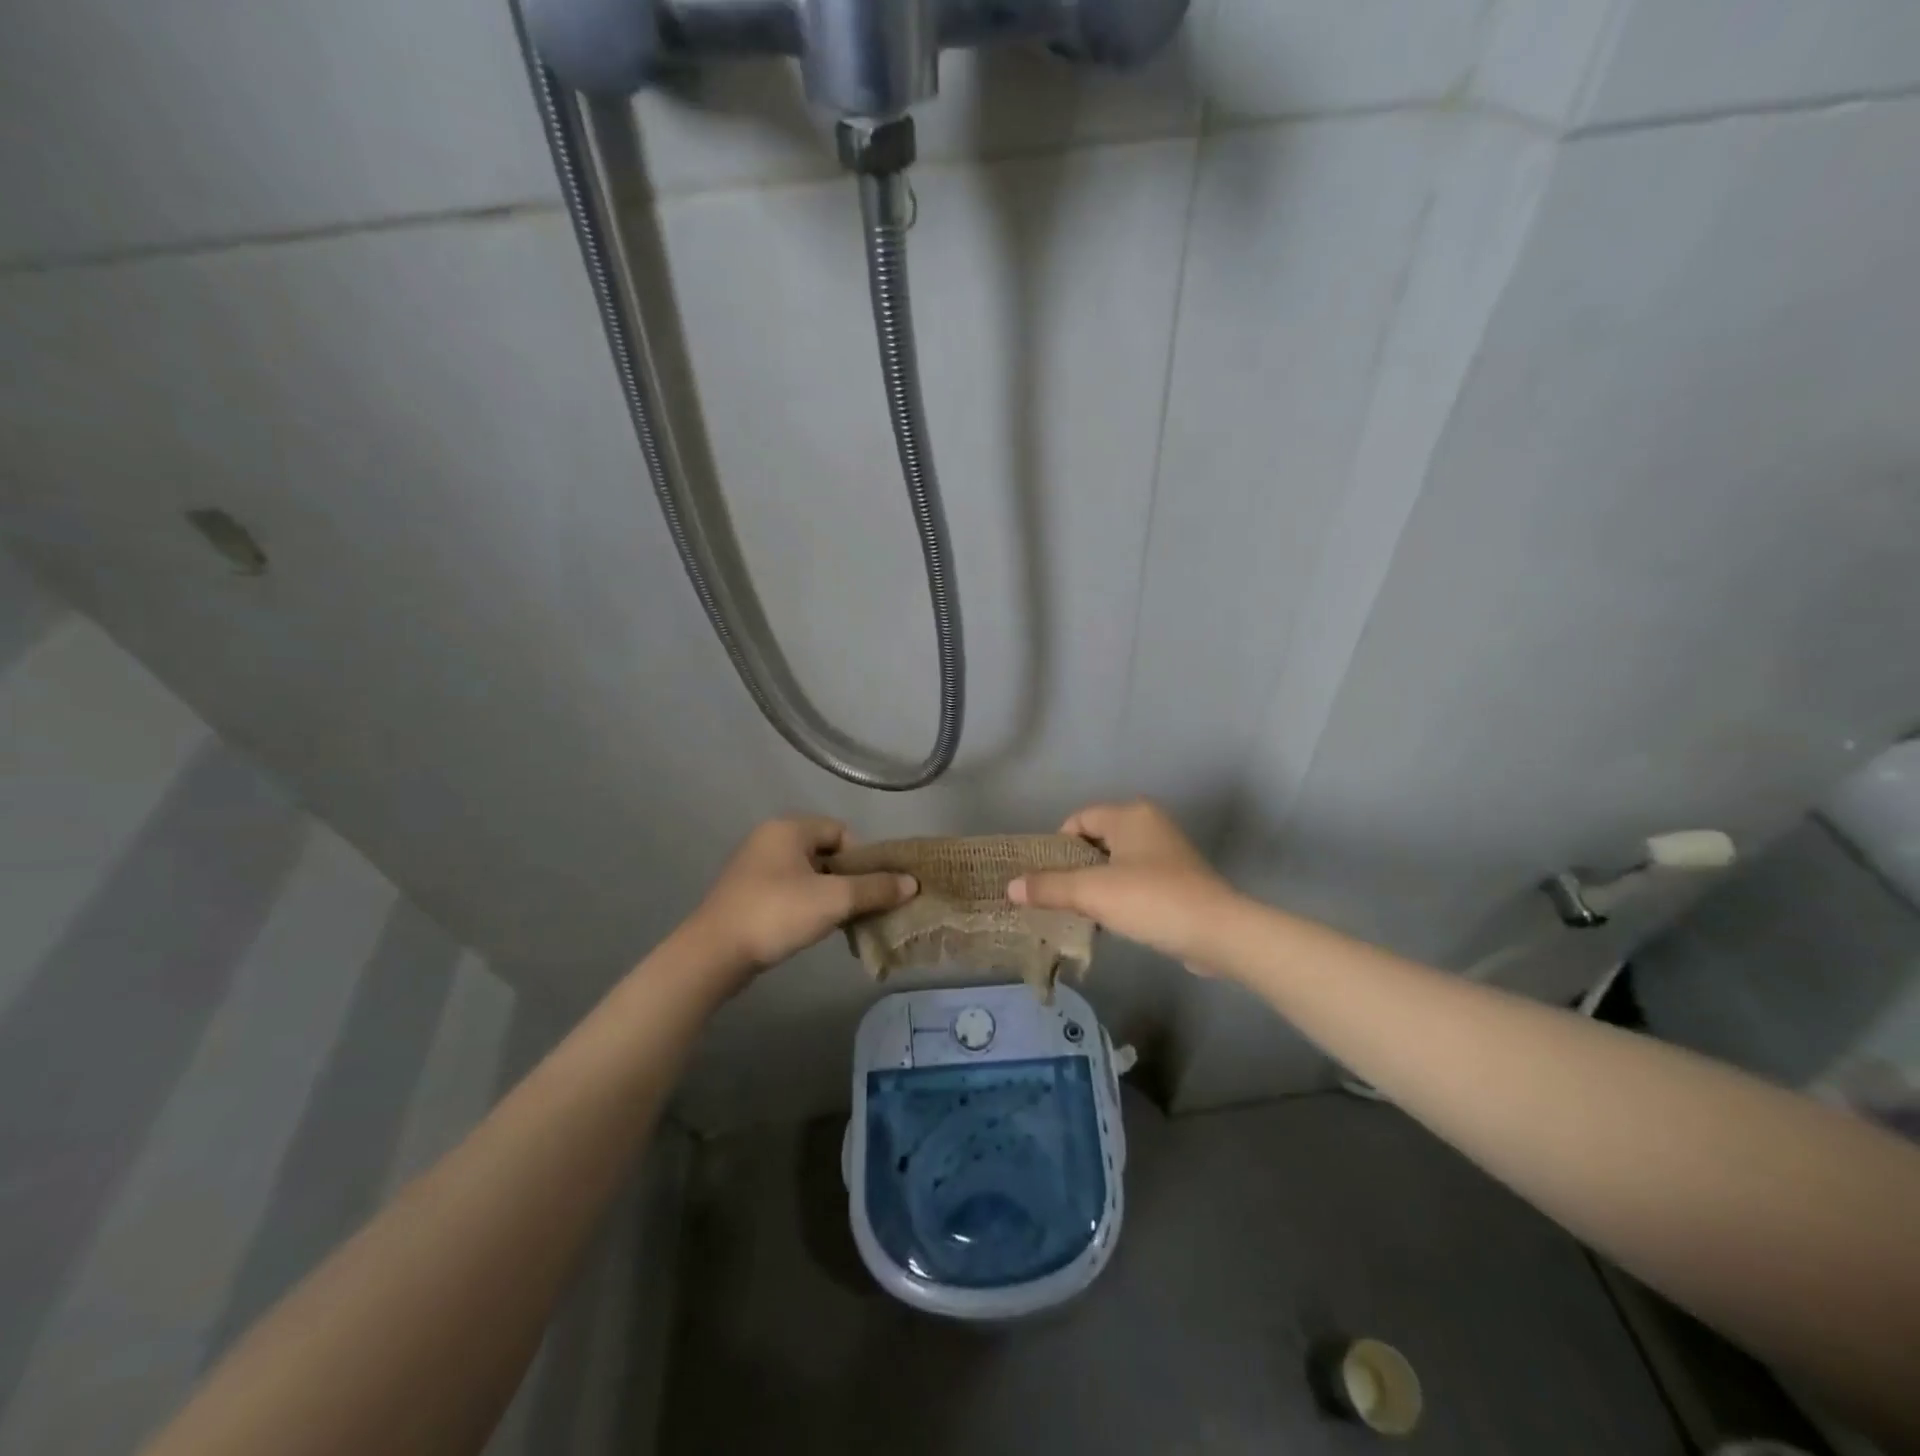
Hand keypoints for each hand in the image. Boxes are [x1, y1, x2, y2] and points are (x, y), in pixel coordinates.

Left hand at [687, 818, 916, 980]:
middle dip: (849, 879)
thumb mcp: (834, 900)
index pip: (841, 831)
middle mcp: (769, 839)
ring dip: (829, 895)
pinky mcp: (746, 894)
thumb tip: (912, 883)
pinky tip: (814, 928)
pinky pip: (789, 891)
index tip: (871, 888)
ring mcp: (754, 867)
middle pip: (826, 852)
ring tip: (842, 921)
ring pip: (808, 874)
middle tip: (862, 906)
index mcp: (788, 828)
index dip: (863, 857)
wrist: (713, 954)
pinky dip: (807, 905)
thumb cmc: (776, 914)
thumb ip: (875, 888)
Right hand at [1008, 801, 1238, 972]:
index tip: (1047, 878)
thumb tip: (1010, 888)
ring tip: (1081, 913)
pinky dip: (1120, 895)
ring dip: (1097, 885)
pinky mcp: (1179, 879)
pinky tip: (1112, 922)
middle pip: (1096, 841)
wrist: (1218, 933)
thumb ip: (1049, 887)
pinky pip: (1136, 880)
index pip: (1079, 820)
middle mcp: (1149, 824)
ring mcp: (1168, 852)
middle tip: (1058, 897)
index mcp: (1130, 814)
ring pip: (1116, 862)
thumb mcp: (1092, 893)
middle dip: (1074, 868)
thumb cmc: (1151, 900)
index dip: (1057, 847)